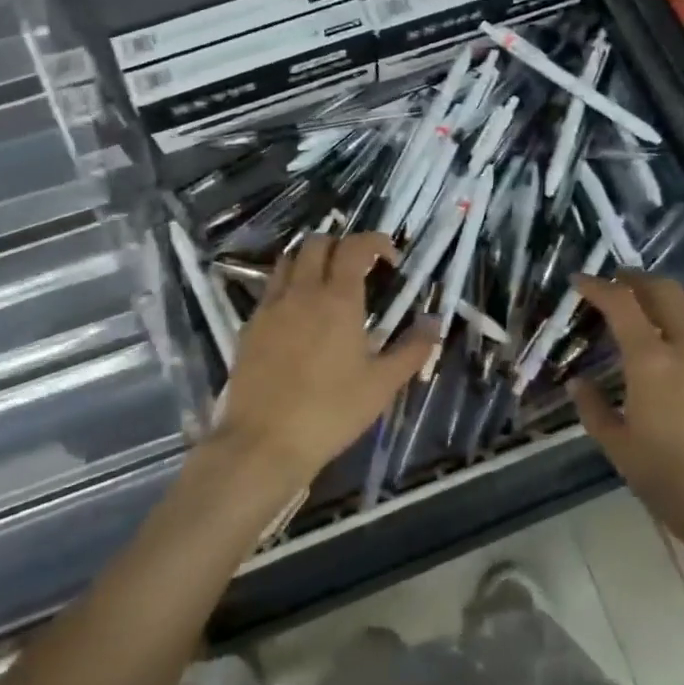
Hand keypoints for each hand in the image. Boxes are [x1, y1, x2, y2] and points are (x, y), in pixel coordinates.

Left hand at [213, 231, 434, 493]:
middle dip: (341, 245)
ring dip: (310, 260)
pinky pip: (270, 290)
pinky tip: (298, 317)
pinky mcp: (249, 327)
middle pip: (317, 242)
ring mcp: (270, 307)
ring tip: (326, 285)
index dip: (375, 242)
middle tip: (358, 269)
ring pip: (288, 260)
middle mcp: (301, 292)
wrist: (263, 442)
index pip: (355, 246)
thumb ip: (413, 349)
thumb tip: (435, 321)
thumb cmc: (331, 411)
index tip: (390, 259)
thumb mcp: (382, 384)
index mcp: (338, 299)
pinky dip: (288, 287)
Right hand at [570, 271, 683, 563]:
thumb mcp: (617, 446)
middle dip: (637, 280)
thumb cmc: (668, 480)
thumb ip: (593, 407)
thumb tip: (578, 383)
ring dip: (669, 298)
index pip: (622, 304)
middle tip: (617, 283)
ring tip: (651, 308)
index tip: (580, 281)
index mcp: (653, 362)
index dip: (598, 286)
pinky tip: (680, 348)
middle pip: (666, 291)